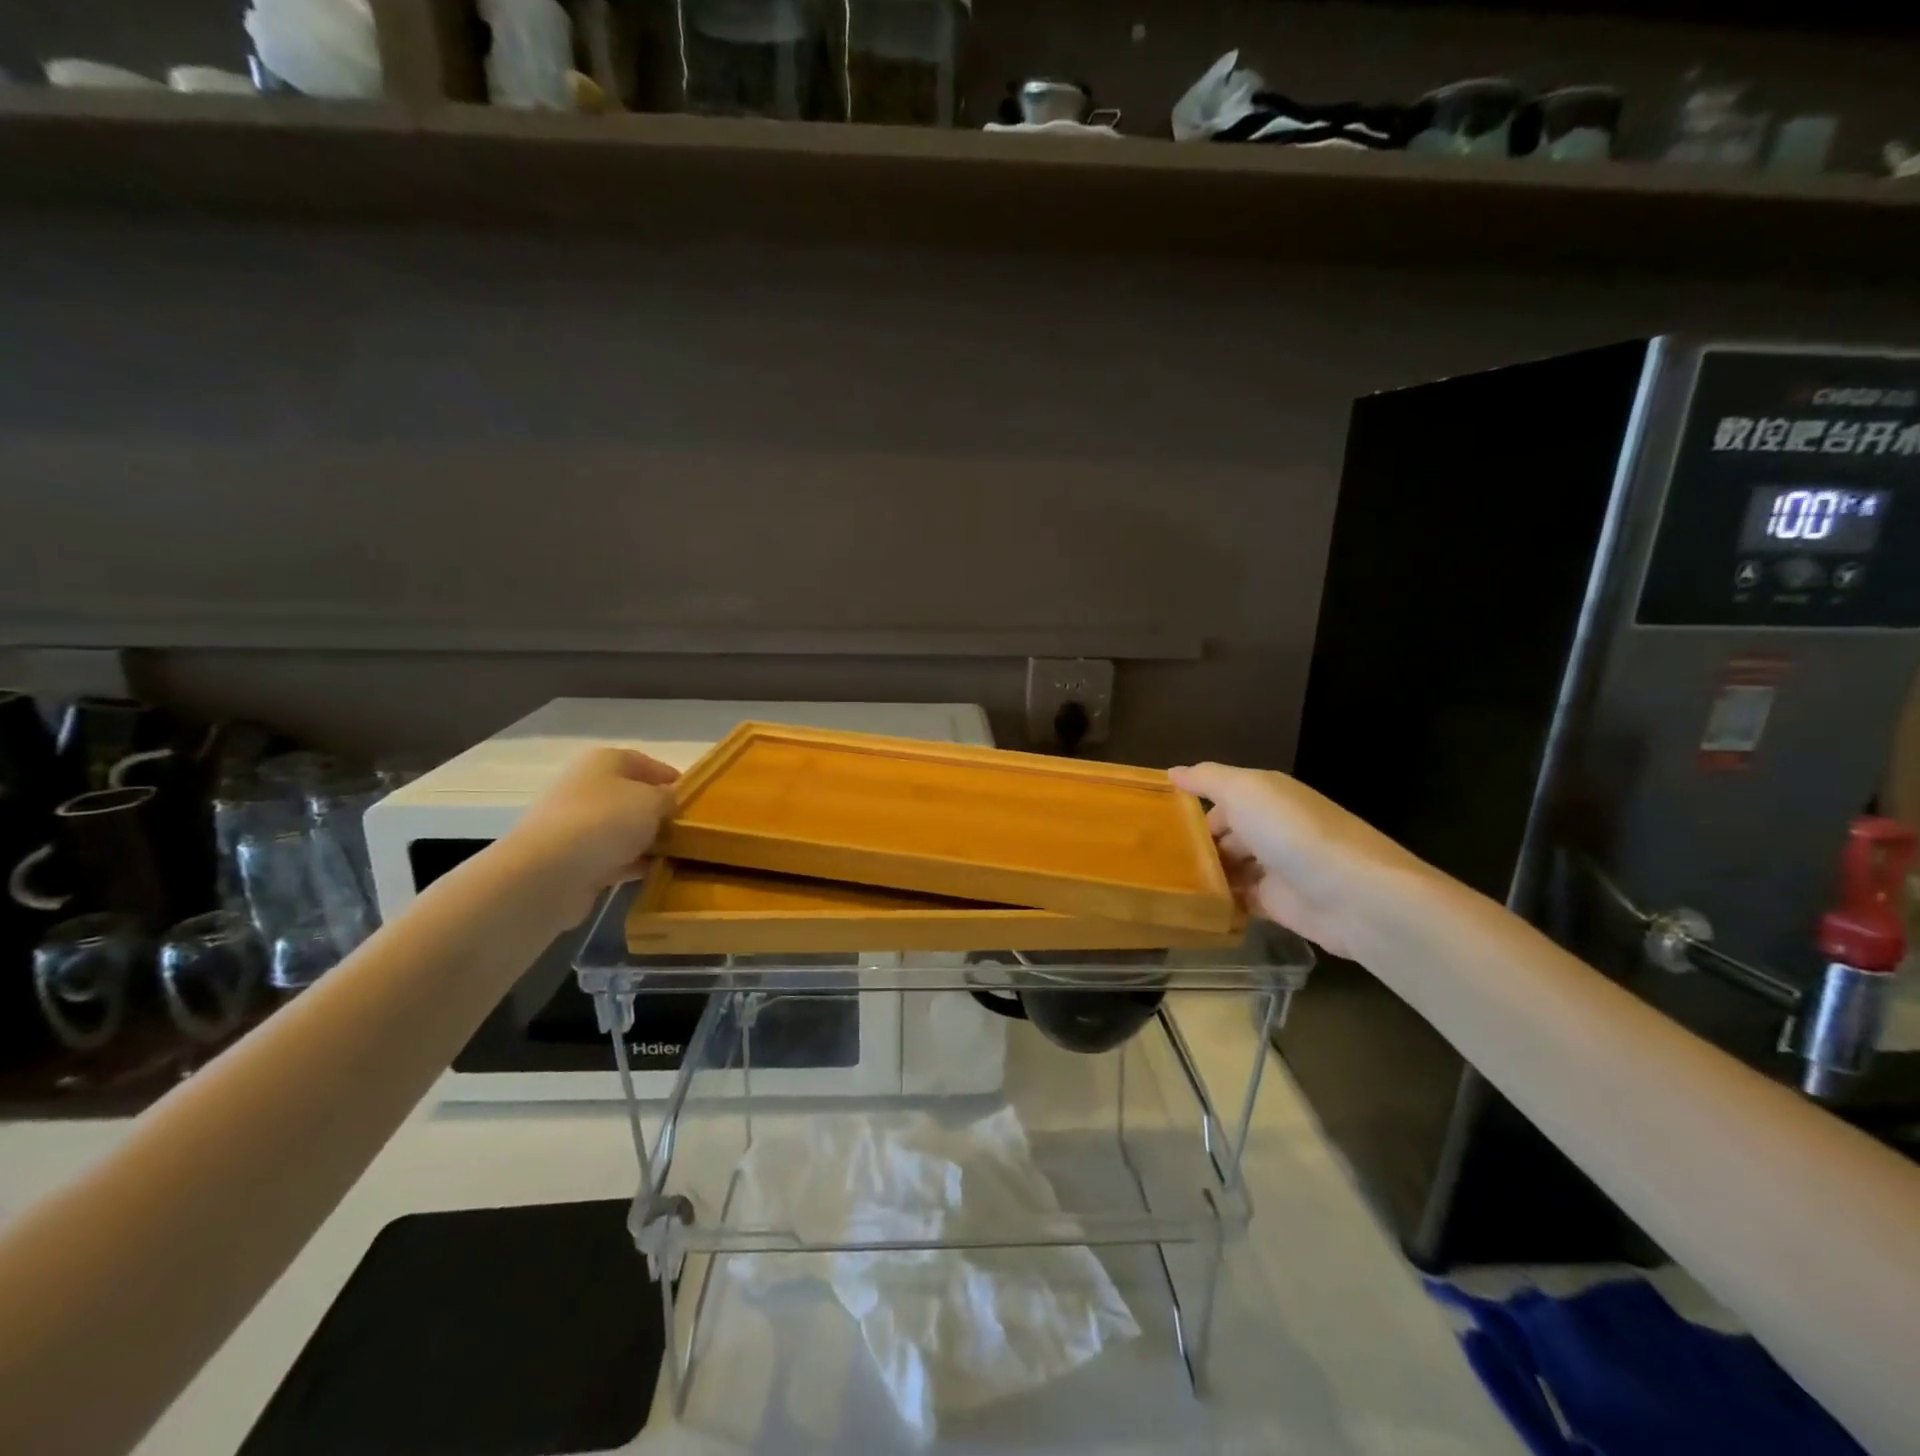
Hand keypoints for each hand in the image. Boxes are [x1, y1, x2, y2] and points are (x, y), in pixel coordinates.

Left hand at [503, 747, 678, 928]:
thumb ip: (669, 798)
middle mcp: (587, 788)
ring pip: (623, 829)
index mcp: (603, 762)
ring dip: (648, 840)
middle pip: (632, 797)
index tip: (696, 799)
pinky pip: (613, 857)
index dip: (672, 778)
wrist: (549, 873)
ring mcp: (577, 826)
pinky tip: (656, 872)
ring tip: (679, 854)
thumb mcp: (653, 801)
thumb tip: (668, 804)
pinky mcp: (574, 860)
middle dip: (660, 813)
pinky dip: (633, 863)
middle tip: (689, 829)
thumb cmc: (606, 821)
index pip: (645, 763)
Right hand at [1170, 762, 1428, 959]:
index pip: (1221, 796)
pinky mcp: (1279, 904)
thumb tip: (1172, 772)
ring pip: (1230, 866)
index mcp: (1267, 795)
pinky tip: (1191, 905)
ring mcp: (1276, 867)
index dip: (1191, 805)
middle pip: (1224, 832)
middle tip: (1152, 857)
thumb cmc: (1292, 833)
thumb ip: (1207, 779)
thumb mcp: (1245, 791)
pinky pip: (1240, 900)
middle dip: (1194, 843)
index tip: (1154, 819)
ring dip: (1204, 874)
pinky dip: (1220, 902)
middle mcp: (1272, 827)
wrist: (1355, 896)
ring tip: (1163, 883)